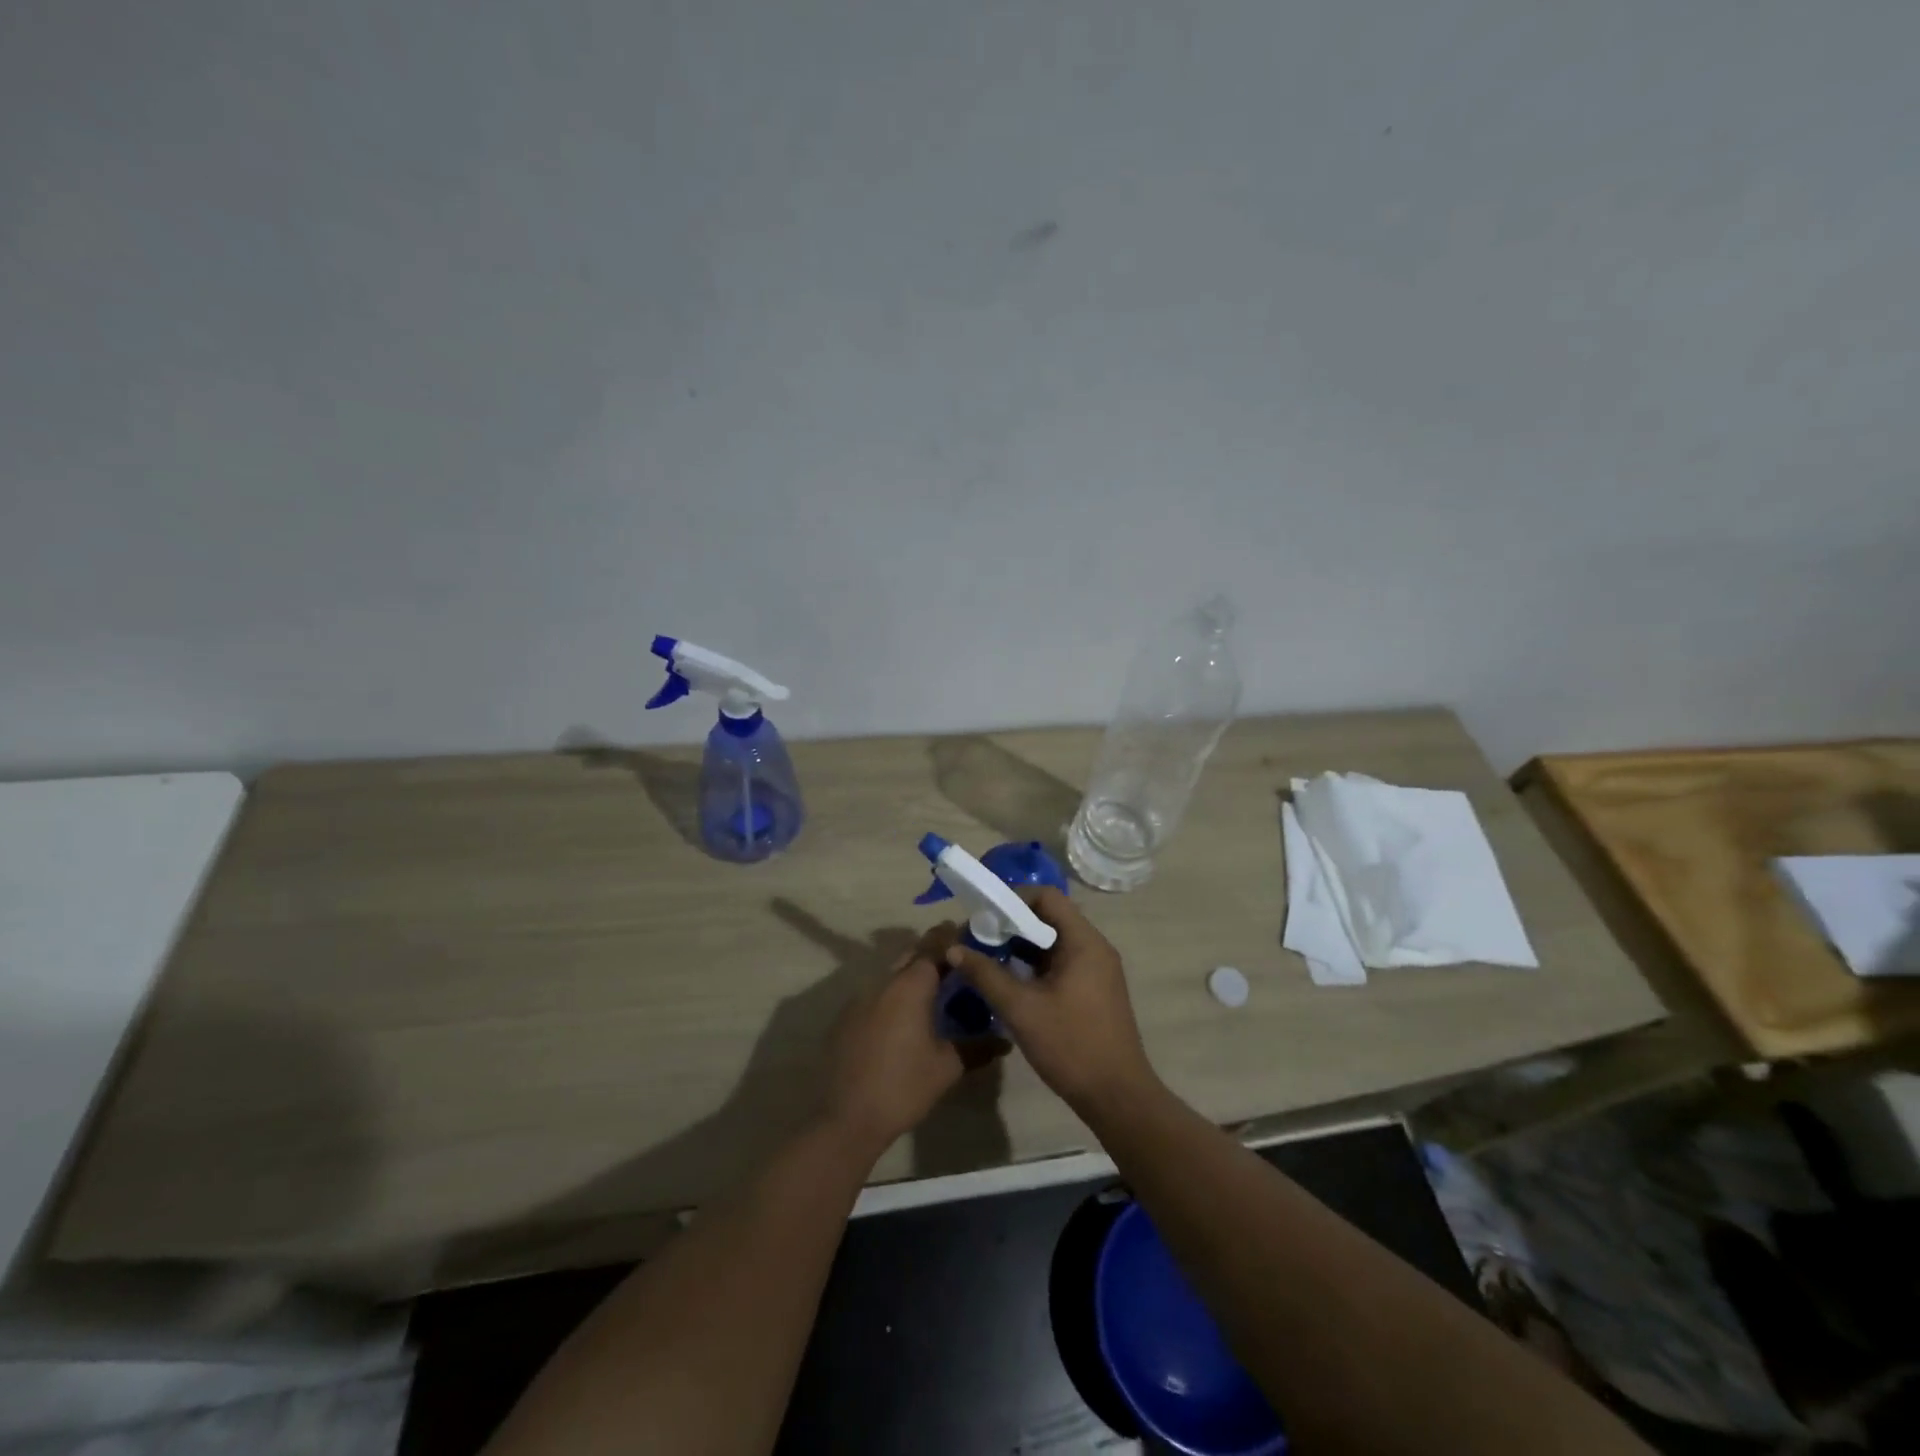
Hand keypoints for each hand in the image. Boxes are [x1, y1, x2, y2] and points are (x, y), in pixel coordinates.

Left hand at [822, 924, 997, 1156]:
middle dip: (933, 954)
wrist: (847, 1117)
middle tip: (957, 964)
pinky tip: (904, 1019)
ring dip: (913, 976)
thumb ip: (978, 1047)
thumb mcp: (948, 1067)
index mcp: (911, 985)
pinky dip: (894, 996)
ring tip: (935, 992)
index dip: (951, 936)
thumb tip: (1005, 1040)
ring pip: (892, 975)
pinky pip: (877, 995)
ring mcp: (860, 998)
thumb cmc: (903, 1086)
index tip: (970, 934)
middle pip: (911, 955)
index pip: (934, 945)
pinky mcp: (846, 1017)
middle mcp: (884, 981)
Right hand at [944, 887, 1155, 1116]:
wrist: (1117, 1097)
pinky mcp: (1094, 990)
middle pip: (1050, 917)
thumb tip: (954, 948)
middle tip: (979, 939)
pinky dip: (1035, 965)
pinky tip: (1010, 981)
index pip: (1047, 897)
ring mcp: (1097, 969)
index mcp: (1084, 941)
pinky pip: (1061, 962)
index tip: (983, 916)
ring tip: (988, 959)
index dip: (1013, 899)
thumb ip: (986, 974)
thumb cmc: (1071, 1045)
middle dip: (1012, 924)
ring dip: (1021, 946)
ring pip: (1054, 942)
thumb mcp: (1021, 1009)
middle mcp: (1095, 947)